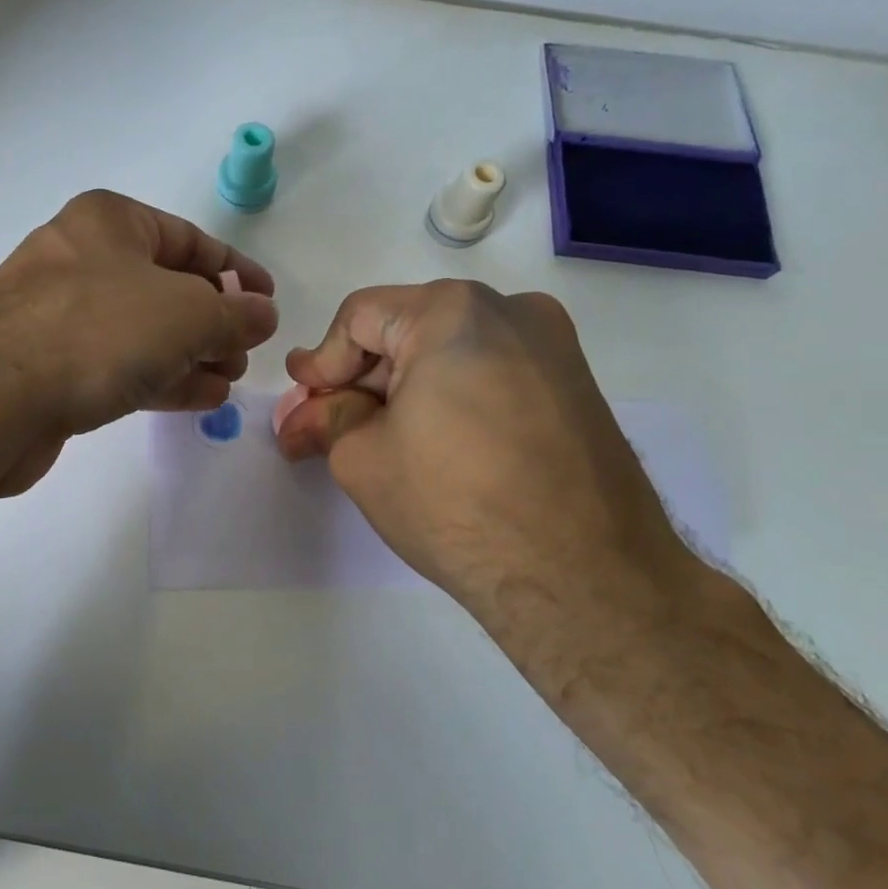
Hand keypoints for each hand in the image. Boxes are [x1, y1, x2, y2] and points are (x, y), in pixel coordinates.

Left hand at [0, 190, 277, 496]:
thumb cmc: (96, 331)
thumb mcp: (186, 314)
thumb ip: (234, 314)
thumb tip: (262, 315)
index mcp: (109, 222)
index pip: (189, 240)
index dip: (236, 270)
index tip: (268, 302)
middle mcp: (80, 258)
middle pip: (166, 287)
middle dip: (213, 321)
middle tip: (244, 353)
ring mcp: (59, 314)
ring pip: (142, 330)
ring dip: (190, 354)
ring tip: (227, 380)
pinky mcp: (48, 364)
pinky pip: (117, 363)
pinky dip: (159, 376)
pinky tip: (198, 398)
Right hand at [276, 281, 706, 644]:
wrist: (584, 578)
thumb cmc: (456, 504)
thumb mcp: (363, 457)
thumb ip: (327, 419)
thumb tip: (306, 412)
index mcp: (452, 311)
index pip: (359, 317)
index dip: (322, 362)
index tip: (303, 405)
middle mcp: (510, 310)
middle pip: (406, 330)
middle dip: (361, 380)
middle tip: (327, 427)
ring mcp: (553, 347)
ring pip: (450, 351)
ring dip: (404, 390)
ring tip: (378, 442)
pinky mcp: (575, 386)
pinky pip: (490, 373)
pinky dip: (450, 398)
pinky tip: (434, 445)